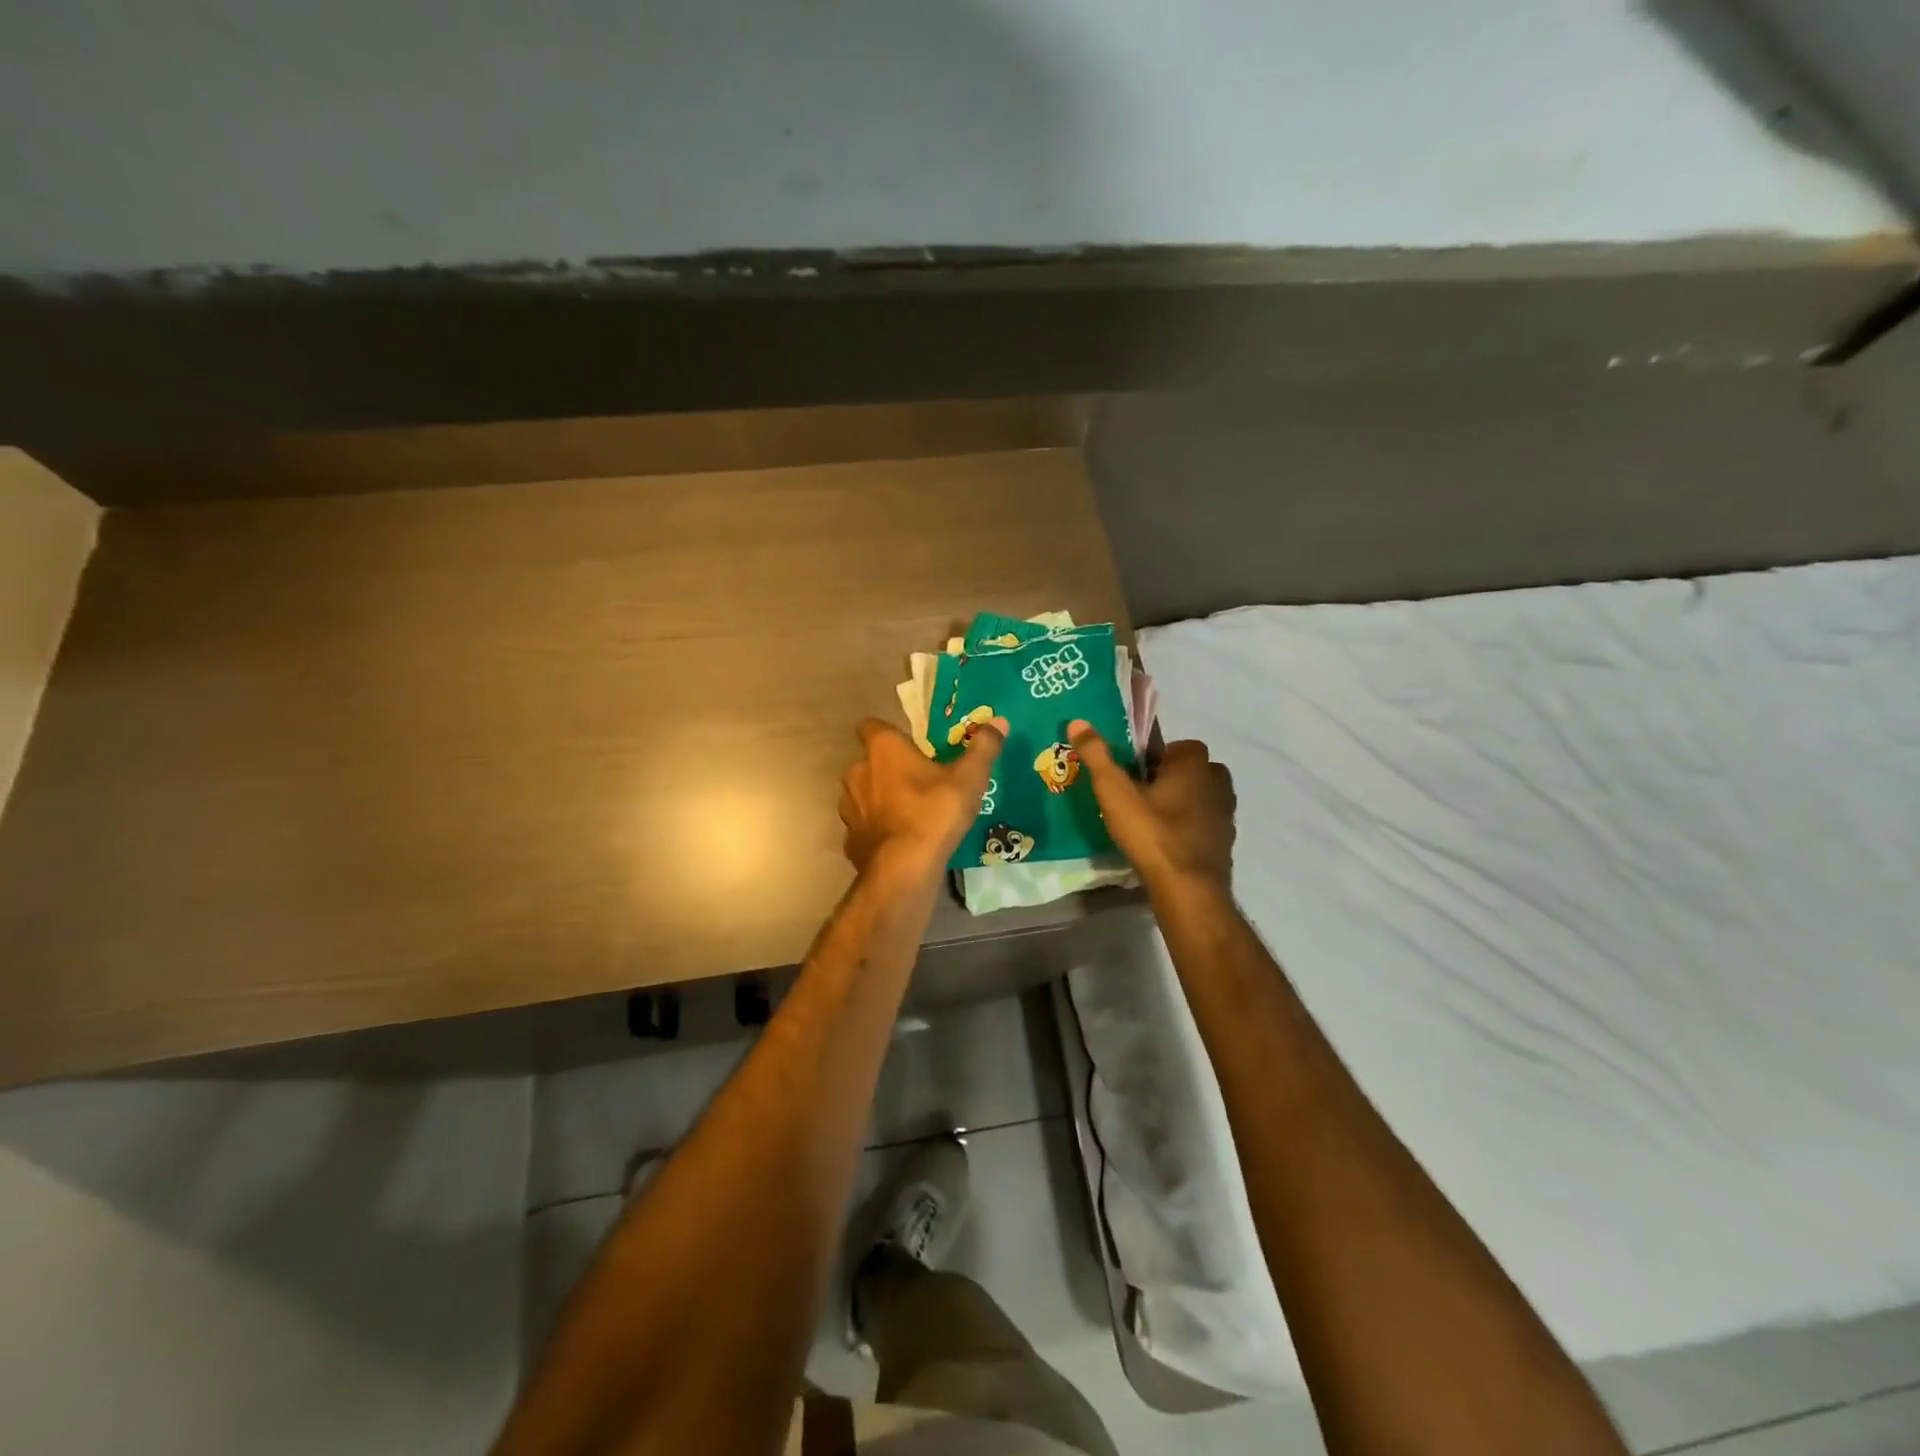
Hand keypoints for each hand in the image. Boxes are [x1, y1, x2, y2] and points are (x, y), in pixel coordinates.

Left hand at [840, 717, 1006, 886]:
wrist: (903, 870)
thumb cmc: (934, 814)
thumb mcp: (968, 780)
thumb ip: (983, 748)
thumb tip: (999, 721)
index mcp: (883, 749)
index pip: (871, 726)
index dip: (888, 733)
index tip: (909, 744)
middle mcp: (858, 771)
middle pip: (869, 761)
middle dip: (888, 768)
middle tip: (918, 780)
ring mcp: (849, 806)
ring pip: (863, 794)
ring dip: (880, 798)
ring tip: (908, 812)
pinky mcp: (850, 838)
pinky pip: (863, 826)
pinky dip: (876, 829)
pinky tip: (898, 840)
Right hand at [1068, 720, 1234, 890]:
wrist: (1188, 889)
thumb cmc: (1152, 833)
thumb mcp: (1115, 793)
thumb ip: (1097, 756)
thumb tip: (1078, 721)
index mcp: (1194, 765)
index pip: (1180, 746)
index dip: (1158, 757)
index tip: (1135, 773)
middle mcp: (1217, 784)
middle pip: (1195, 771)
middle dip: (1173, 778)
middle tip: (1143, 795)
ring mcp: (1225, 815)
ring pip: (1204, 798)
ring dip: (1184, 803)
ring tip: (1154, 820)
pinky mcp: (1226, 843)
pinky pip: (1207, 825)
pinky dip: (1191, 828)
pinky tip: (1168, 843)